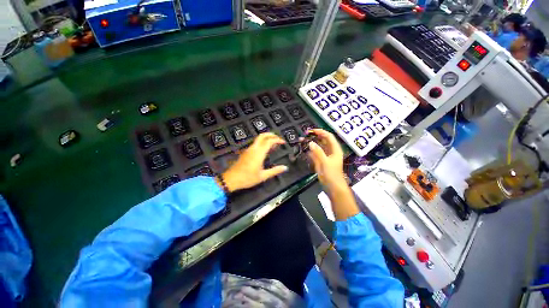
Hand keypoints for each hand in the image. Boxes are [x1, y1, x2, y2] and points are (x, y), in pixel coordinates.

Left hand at [218, 133, 287, 192]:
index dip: (277, 140)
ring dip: (266, 139)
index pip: (269, 141)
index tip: (283, 142)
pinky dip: (262, 143)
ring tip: (273, 145)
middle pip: (262, 136)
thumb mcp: (263, 176)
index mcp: (259, 153)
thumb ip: (275, 171)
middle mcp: (253, 149)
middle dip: (271, 134)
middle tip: (278, 138)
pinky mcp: (245, 152)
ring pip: (258, 139)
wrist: (231, 179)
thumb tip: (285, 168)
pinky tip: (265, 150)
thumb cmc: (247, 178)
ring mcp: (248, 150)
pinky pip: (255, 144)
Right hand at [306, 129, 346, 191]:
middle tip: (304, 136)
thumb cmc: (332, 174)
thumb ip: (318, 152)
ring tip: (302, 141)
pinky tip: (304, 149)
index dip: (320, 132)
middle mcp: (330, 151)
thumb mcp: (325, 162)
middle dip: (314, 137)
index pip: (328, 136)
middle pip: (322, 140)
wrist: (332, 186)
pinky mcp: (320, 161)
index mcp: (335, 149)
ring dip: (310, 144)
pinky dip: (309, 151)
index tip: (311, 131)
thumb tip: (310, 143)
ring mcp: (324, 156)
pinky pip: (314, 154)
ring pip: (317, 147)